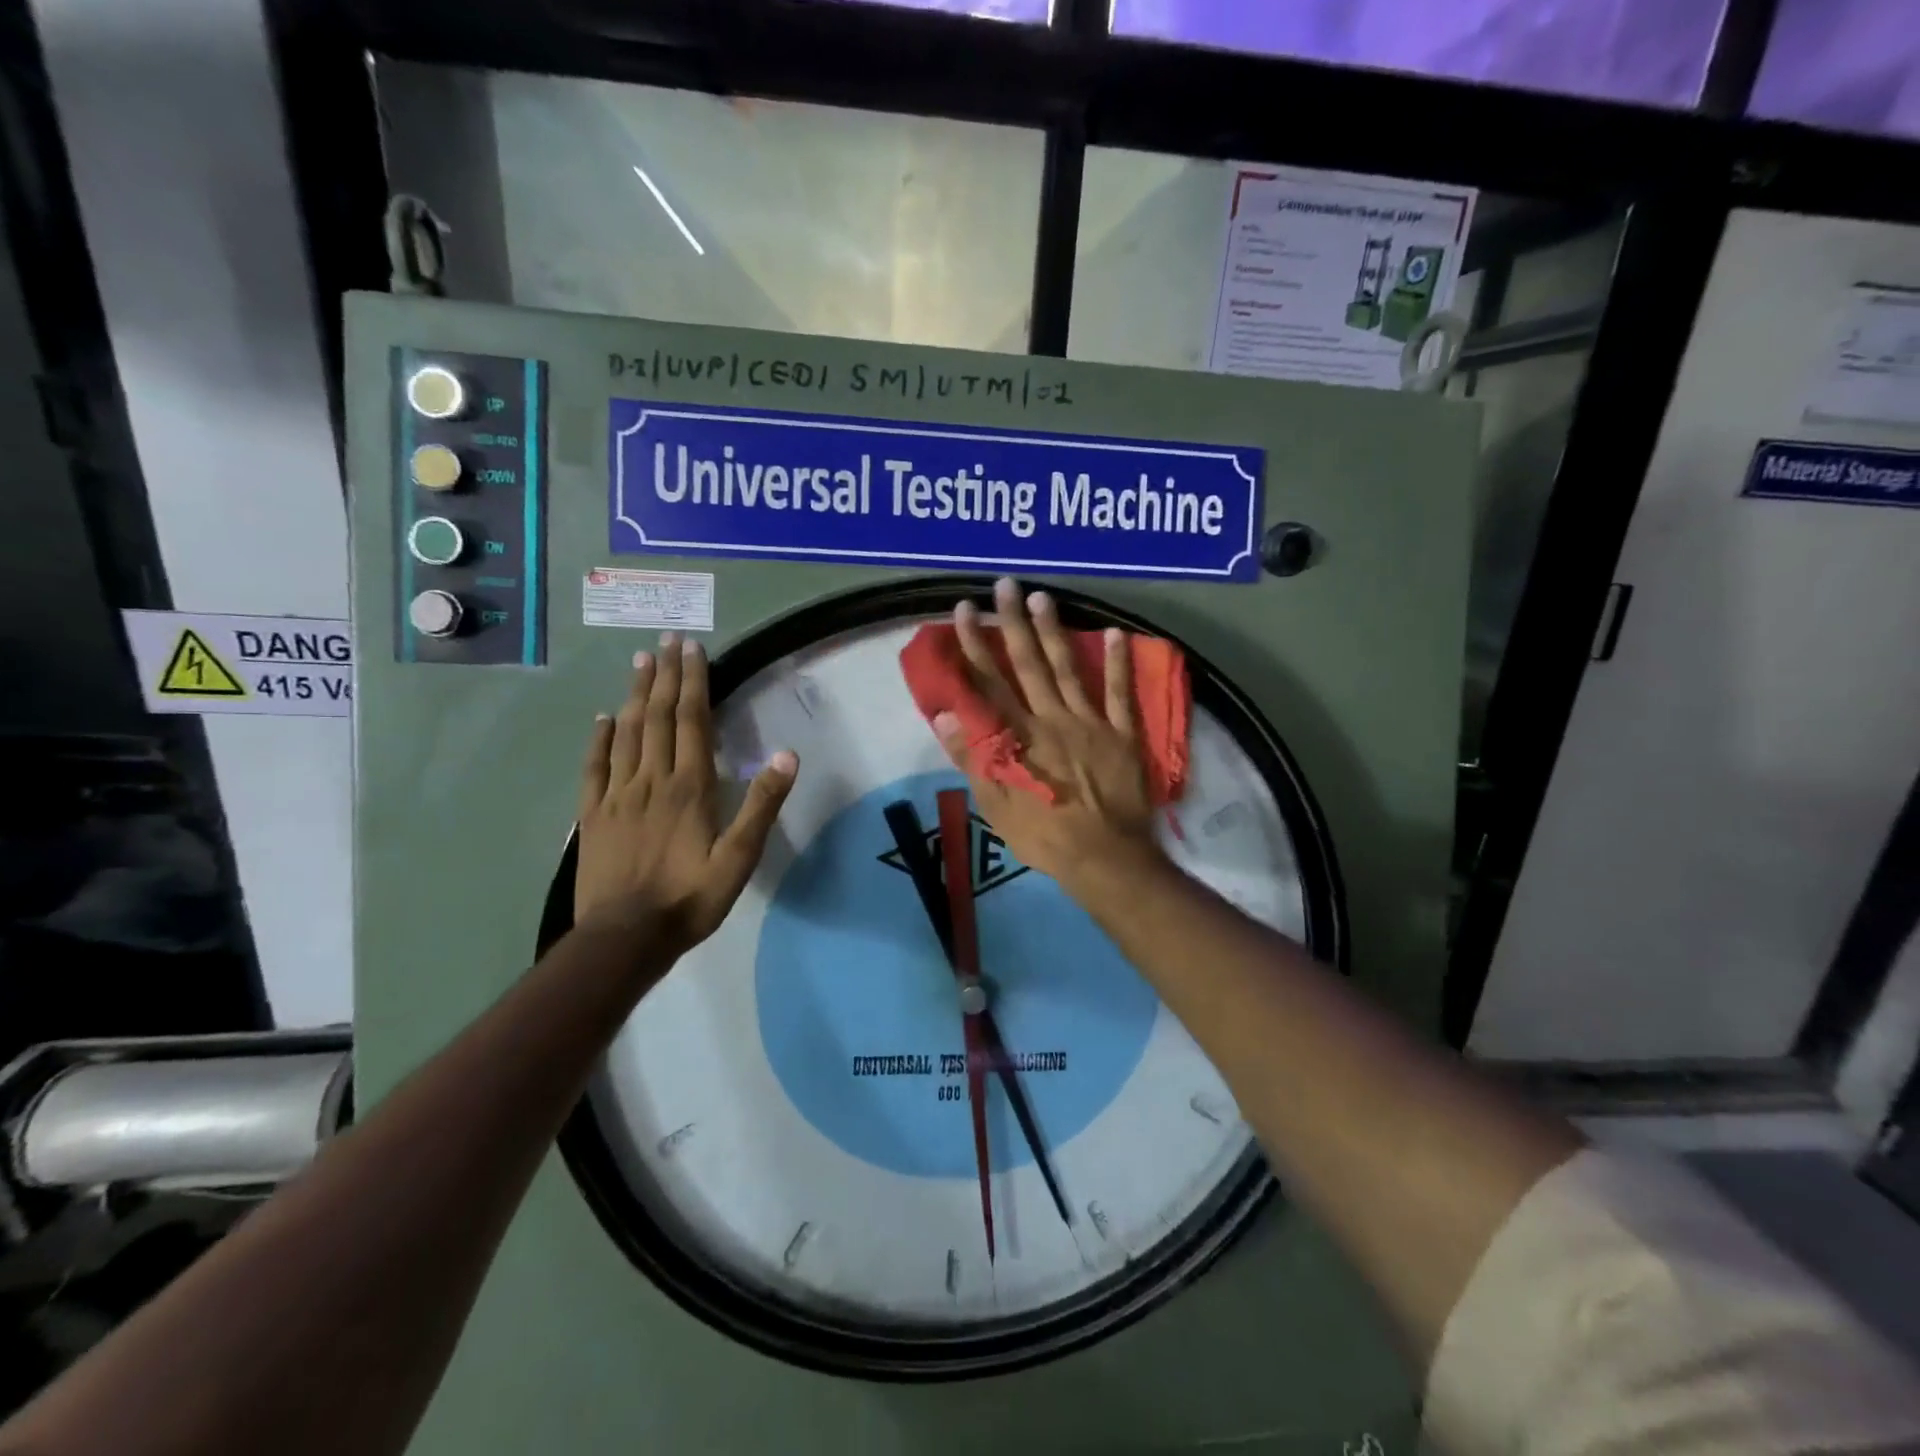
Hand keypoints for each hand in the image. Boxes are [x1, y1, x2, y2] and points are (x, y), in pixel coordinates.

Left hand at [575, 634, 797, 957]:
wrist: (624, 938)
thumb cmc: (689, 899)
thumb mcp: (739, 859)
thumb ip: (761, 806)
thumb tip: (786, 756)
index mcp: (689, 787)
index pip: (691, 721)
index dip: (693, 683)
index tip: (692, 650)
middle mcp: (652, 780)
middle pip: (657, 717)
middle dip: (664, 676)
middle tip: (666, 641)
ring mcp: (617, 795)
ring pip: (626, 733)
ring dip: (634, 695)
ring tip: (640, 662)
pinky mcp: (592, 815)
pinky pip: (595, 767)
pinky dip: (600, 738)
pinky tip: (603, 719)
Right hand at [934, 579, 1163, 899]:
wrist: (1105, 857)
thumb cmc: (1044, 835)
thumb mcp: (996, 805)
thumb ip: (972, 757)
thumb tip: (945, 715)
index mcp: (1019, 736)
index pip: (989, 682)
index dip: (974, 645)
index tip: (964, 611)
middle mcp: (1052, 718)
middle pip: (1029, 664)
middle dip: (1013, 623)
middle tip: (1005, 585)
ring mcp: (1090, 723)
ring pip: (1069, 669)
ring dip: (1055, 631)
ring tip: (1043, 597)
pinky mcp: (1122, 734)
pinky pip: (1121, 694)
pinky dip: (1119, 664)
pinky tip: (1117, 633)